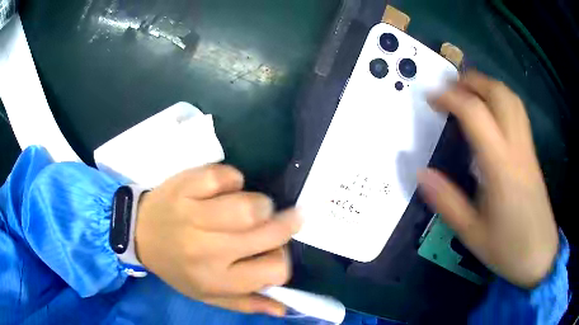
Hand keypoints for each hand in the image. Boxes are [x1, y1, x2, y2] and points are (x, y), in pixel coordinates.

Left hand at [134, 165, 301, 315]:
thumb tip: (283, 308)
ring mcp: (193, 215)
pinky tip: (228, 187)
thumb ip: (247, 303)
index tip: (277, 250)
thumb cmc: (177, 268)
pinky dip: (234, 179)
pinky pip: (223, 176)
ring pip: (248, 205)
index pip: (274, 270)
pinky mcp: (184, 188)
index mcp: (217, 279)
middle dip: (286, 223)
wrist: (140, 235)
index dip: (283, 258)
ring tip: (257, 206)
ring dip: (262, 203)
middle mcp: (207, 250)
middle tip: (287, 216)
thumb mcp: (208, 295)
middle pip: (268, 233)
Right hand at [419, 71, 557, 288]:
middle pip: (497, 93)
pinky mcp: (531, 153)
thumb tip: (421, 174)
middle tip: (449, 88)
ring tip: (467, 93)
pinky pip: (517, 111)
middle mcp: (516, 147)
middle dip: (470, 81)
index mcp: (501, 166)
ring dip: (486, 86)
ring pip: (510, 98)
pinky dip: (500, 99)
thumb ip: (447, 201)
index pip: (475, 113)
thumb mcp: (472, 232)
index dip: (450, 98)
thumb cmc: (507, 248)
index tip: (431, 99)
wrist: (540, 255)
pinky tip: (490, 112)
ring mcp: (527, 147)